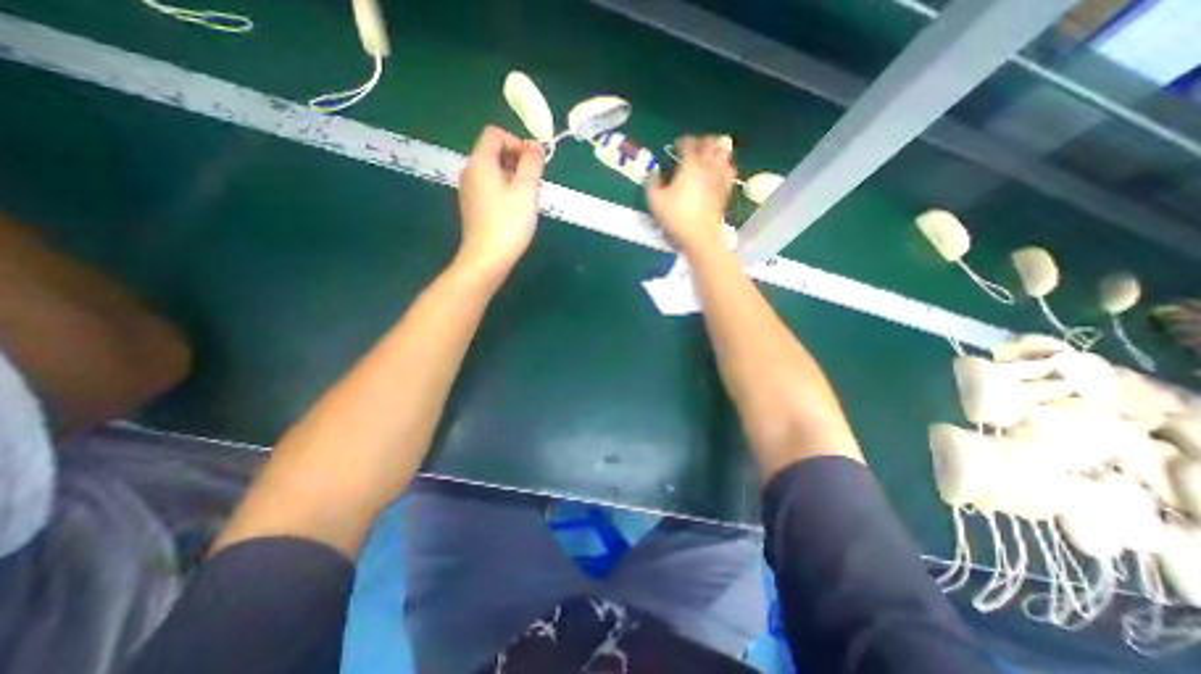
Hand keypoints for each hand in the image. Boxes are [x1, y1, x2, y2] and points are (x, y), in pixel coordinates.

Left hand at [455, 125, 545, 281]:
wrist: (487, 259)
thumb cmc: (508, 223)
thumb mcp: (526, 190)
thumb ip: (532, 163)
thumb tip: (536, 145)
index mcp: (480, 162)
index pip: (495, 134)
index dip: (517, 142)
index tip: (534, 163)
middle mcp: (470, 172)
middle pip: (494, 152)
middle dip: (518, 162)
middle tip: (534, 184)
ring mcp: (470, 191)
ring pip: (494, 172)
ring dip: (514, 178)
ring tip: (528, 199)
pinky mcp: (473, 208)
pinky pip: (491, 189)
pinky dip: (506, 192)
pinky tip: (516, 211)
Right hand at [647, 135, 730, 256]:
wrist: (699, 236)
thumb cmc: (675, 217)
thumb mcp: (655, 200)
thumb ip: (652, 182)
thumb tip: (654, 171)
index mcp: (690, 165)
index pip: (689, 143)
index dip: (682, 141)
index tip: (676, 146)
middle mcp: (708, 166)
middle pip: (711, 142)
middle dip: (702, 141)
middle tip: (693, 148)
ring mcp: (720, 177)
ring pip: (724, 153)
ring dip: (716, 149)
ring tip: (709, 155)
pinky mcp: (726, 189)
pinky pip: (730, 170)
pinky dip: (725, 165)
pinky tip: (719, 171)